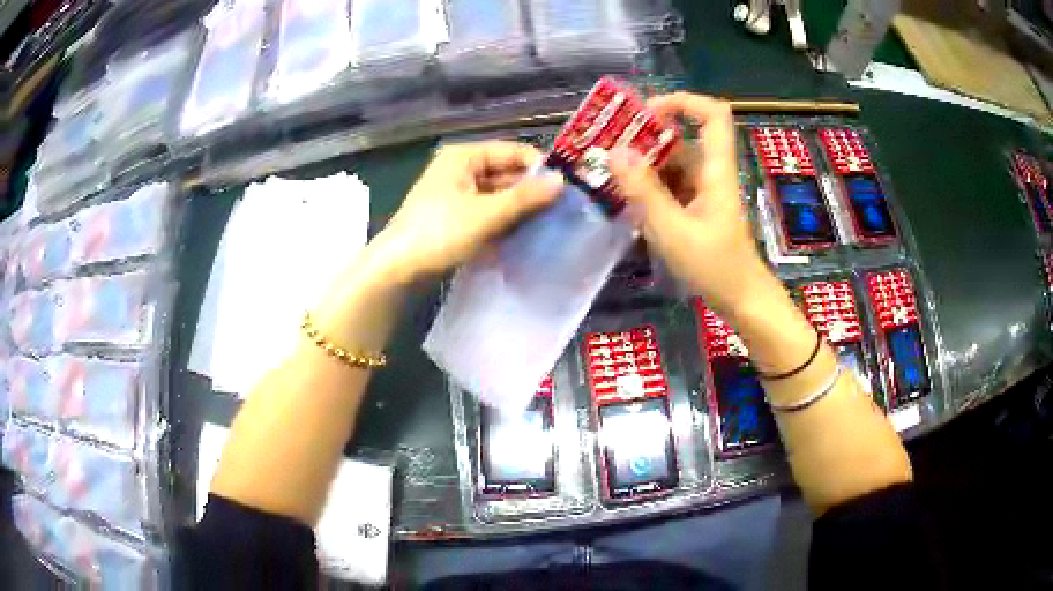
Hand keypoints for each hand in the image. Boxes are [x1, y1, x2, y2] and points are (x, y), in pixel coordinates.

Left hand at [370, 141, 563, 281]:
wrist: (397, 268)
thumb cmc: (439, 232)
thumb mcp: (486, 214)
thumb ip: (524, 197)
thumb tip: (562, 182)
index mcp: (464, 156)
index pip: (513, 152)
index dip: (540, 167)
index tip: (568, 186)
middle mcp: (461, 169)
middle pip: (506, 173)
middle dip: (531, 190)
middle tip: (563, 209)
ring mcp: (457, 194)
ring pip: (498, 195)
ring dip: (520, 208)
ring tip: (550, 222)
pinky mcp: (455, 217)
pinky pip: (488, 212)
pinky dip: (505, 220)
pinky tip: (525, 234)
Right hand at [609, 92, 769, 316]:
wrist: (742, 301)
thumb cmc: (716, 267)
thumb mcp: (674, 231)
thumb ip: (645, 191)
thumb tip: (615, 152)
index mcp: (715, 171)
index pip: (713, 116)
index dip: (684, 102)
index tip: (647, 111)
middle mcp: (710, 174)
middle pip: (681, 139)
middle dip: (645, 138)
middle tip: (607, 147)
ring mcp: (703, 192)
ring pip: (671, 164)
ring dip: (641, 165)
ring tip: (606, 173)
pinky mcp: (696, 209)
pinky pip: (669, 186)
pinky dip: (647, 187)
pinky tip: (624, 198)